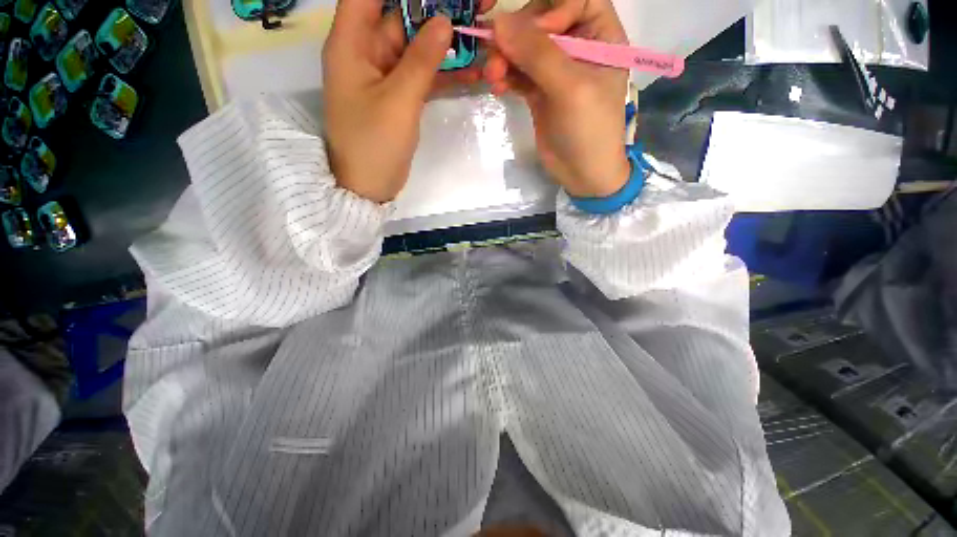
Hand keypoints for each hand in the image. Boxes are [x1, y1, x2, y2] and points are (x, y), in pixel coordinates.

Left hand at [322, 0, 452, 202]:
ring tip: (478, 36)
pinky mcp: (399, 97)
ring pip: (416, 47)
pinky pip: (421, 75)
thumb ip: (421, 61)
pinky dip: (442, 73)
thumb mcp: (399, 101)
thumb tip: (444, 21)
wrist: (369, 186)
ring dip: (444, 44)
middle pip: (399, 17)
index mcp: (351, 43)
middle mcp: (366, 52)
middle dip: (434, 12)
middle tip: (472, 9)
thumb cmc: (375, 144)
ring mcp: (384, 76)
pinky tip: (470, 71)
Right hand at [483, 0, 630, 197]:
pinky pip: (518, 72)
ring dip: (505, 58)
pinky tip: (497, 86)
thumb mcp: (570, 88)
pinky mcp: (539, 91)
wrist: (582, 174)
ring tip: (493, 77)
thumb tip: (499, 22)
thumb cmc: (589, 130)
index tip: (532, 32)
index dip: (550, 8)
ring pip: (525, 48)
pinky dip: (506, 76)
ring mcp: (556, 70)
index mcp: (600, 36)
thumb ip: (538, 54)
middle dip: (518, 36)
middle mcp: (578, 47)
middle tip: (497, 57)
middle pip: (543, 20)